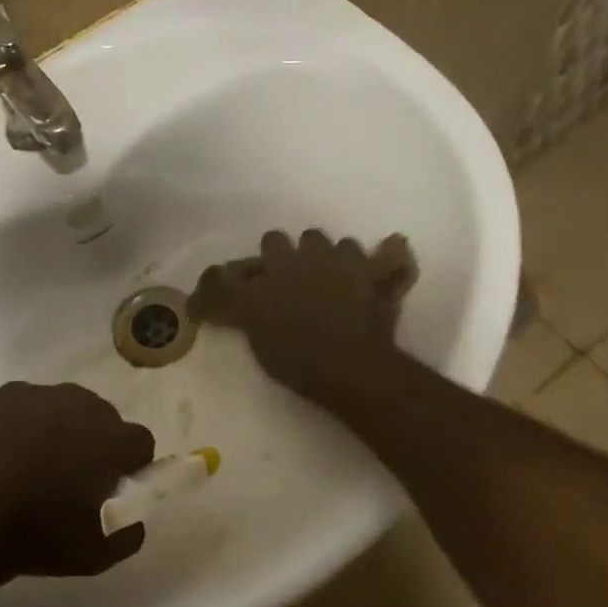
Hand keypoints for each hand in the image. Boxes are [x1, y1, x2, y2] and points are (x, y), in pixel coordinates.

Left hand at [0, 382, 154, 578]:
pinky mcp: (6, 394)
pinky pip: (31, 404)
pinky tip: (7, 452)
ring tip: (36, 464)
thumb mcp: (97, 554)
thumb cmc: (36, 536)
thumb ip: (129, 532)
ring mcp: (42, 394)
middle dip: (97, 442)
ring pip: (67, 407)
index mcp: (113, 438)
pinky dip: (27, 423)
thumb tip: (133, 516)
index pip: (141, 441)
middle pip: (105, 418)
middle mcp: (84, 404)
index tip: (112, 487)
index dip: (130, 465)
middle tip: (73, 477)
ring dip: (63, 429)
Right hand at [192, 229, 416, 400]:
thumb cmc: (297, 358)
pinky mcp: (374, 272)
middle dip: (278, 256)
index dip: (229, 279)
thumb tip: (216, 298)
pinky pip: (390, 256)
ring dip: (324, 257)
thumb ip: (237, 309)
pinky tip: (385, 266)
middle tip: (283, 282)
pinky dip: (387, 261)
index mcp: (266, 274)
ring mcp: (340, 260)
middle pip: (277, 240)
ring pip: (328, 242)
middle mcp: (300, 257)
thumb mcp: (255, 337)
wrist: (350, 367)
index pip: (235, 269)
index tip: (230, 292)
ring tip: (330, 280)